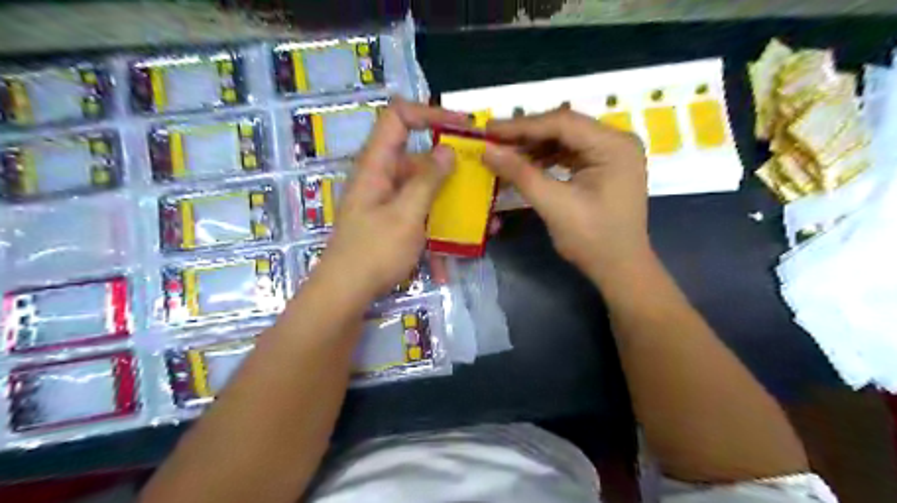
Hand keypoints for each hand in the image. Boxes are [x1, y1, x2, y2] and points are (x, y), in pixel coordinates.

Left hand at [313, 98, 469, 302]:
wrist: (345, 295)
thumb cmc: (373, 252)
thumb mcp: (406, 215)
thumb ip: (428, 180)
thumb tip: (448, 150)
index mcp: (377, 165)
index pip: (398, 118)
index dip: (430, 113)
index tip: (463, 126)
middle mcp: (382, 178)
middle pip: (419, 158)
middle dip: (452, 169)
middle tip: (483, 179)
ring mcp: (388, 203)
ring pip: (424, 192)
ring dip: (450, 206)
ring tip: (481, 223)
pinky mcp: (393, 224)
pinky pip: (420, 218)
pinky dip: (435, 234)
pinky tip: (448, 264)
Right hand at [485, 108, 651, 280]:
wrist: (619, 269)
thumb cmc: (592, 239)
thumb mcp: (554, 204)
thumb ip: (520, 173)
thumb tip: (486, 150)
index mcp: (614, 145)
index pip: (562, 123)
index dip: (521, 125)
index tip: (489, 129)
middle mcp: (617, 141)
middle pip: (564, 128)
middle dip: (527, 135)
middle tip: (492, 139)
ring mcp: (612, 154)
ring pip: (565, 140)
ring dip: (534, 147)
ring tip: (504, 153)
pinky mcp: (604, 167)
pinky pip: (570, 154)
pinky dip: (546, 159)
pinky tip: (525, 165)